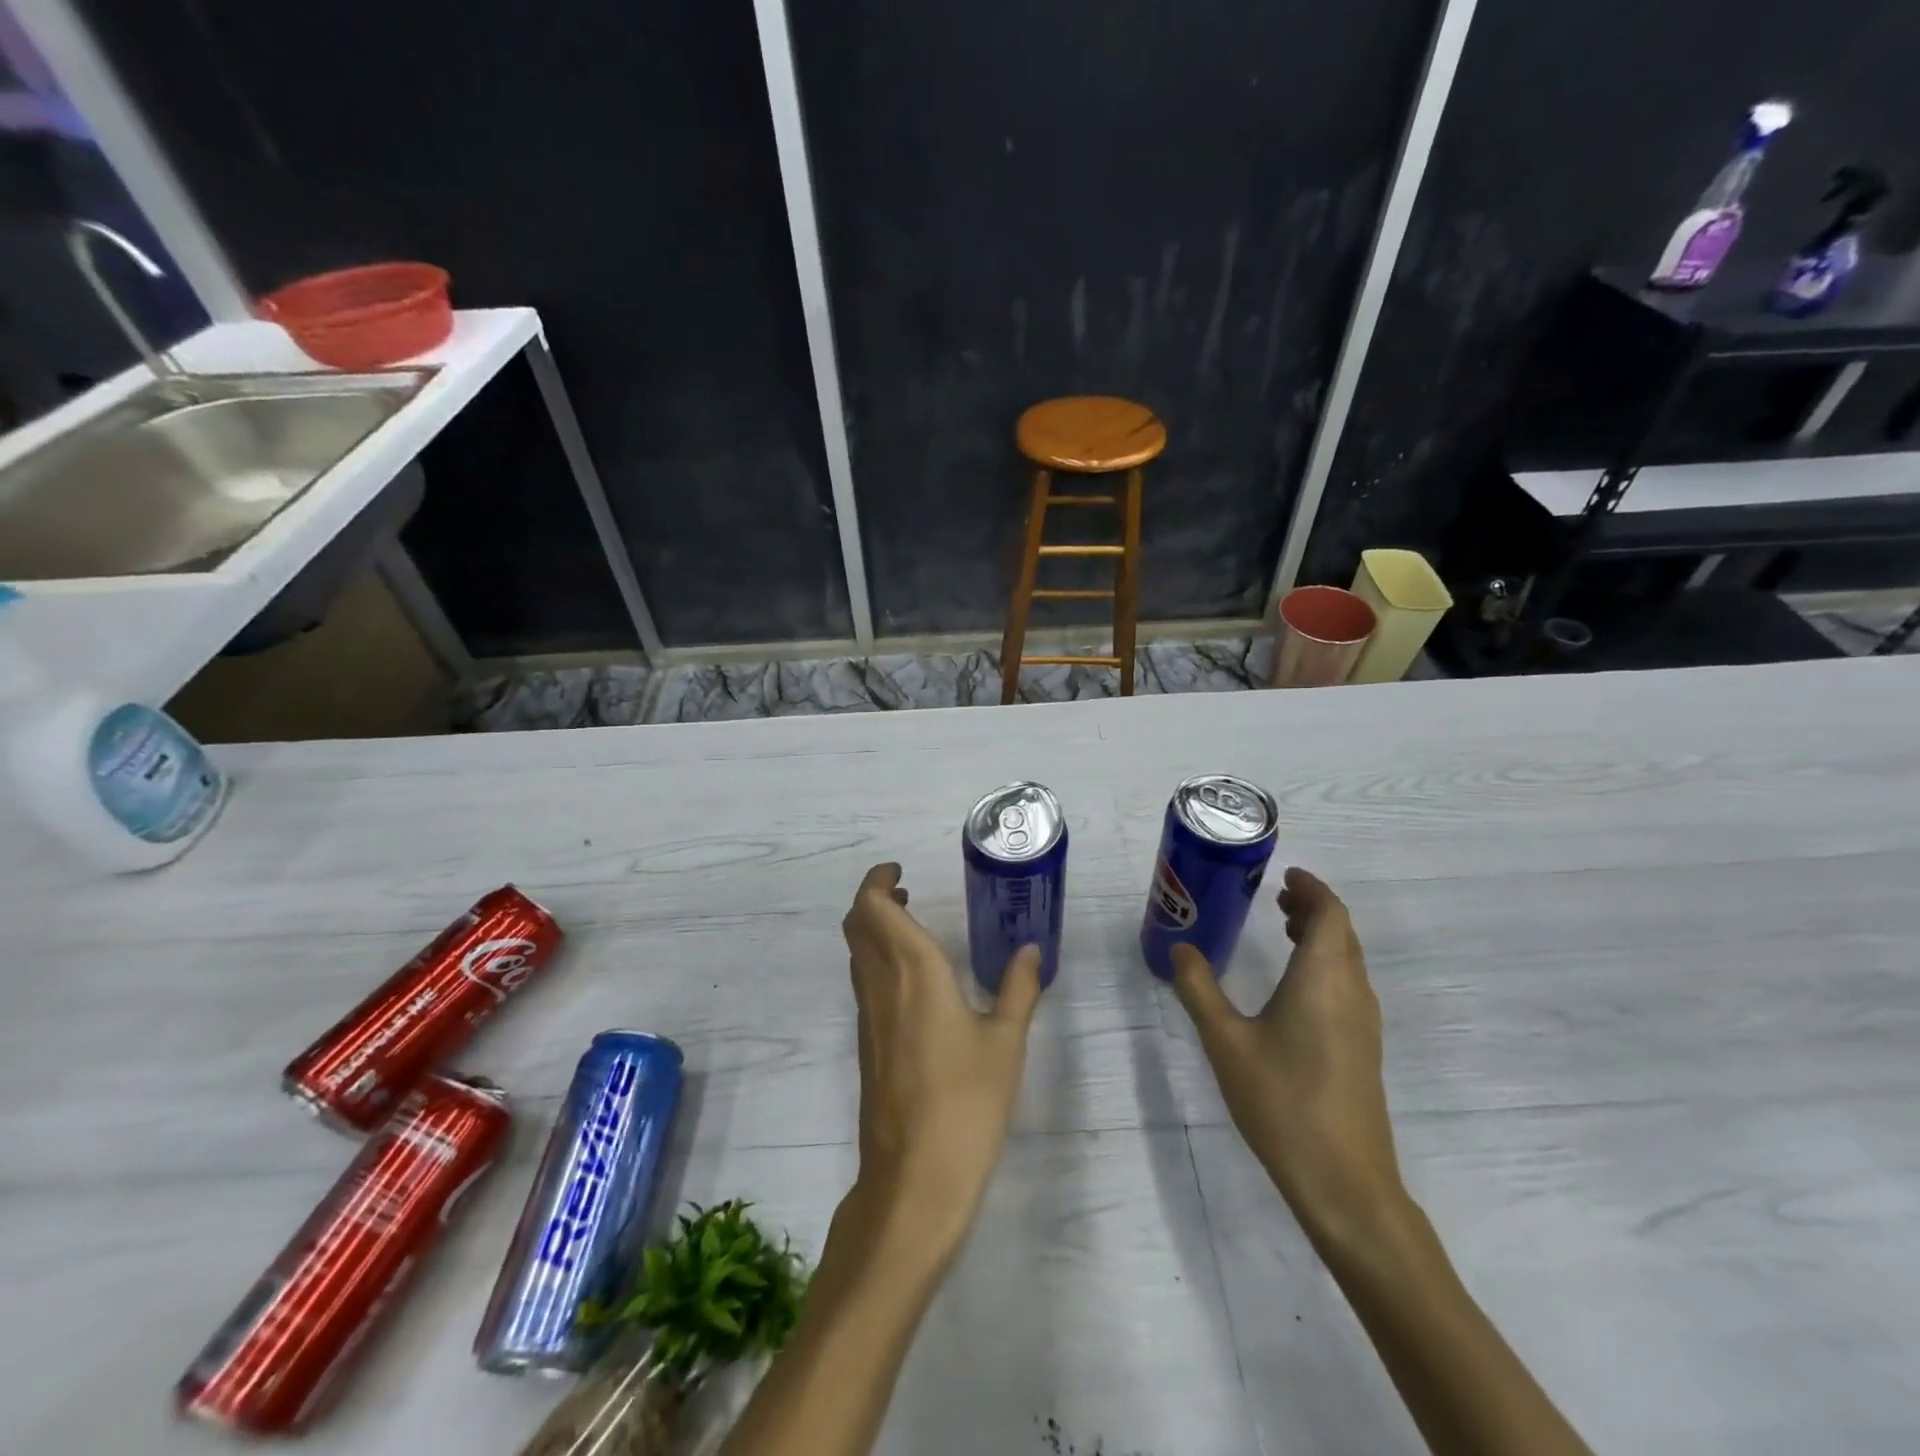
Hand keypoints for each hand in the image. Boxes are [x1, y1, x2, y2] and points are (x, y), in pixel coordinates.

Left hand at [841, 863, 1043, 1252]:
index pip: (873, 908)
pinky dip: (877, 960)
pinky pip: (864, 983)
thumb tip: (1031, 949)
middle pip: (857, 925)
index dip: (877, 881)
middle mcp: (881, 985)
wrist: (915, 1177)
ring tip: (910, 926)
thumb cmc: (967, 1102)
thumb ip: (1018, 989)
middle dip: (873, 899)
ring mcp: (868, 1016)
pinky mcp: (865, 1044)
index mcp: (913, 971)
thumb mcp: (1006, 1042)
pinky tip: (912, 981)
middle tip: (905, 892)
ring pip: (857, 954)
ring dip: (873, 929)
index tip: (899, 872)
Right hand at [1171, 868, 1406, 1249]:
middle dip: (1313, 908)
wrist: (1344, 1182)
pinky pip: (1348, 984)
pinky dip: (1325, 963)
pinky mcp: (1363, 1048)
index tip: (1285, 875)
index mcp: (1323, 978)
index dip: (1312, 888)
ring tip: (1283, 929)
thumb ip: (1199, 989)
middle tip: (1276, 898)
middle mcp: (1351, 991)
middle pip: (1342, 932)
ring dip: (1321, 935)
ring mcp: (1363, 1023)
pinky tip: (1294, 985)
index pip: (1330, 914)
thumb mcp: (1226, 1041)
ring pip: (1348, 959)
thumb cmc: (1282, 1101)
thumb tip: (1179, 949)